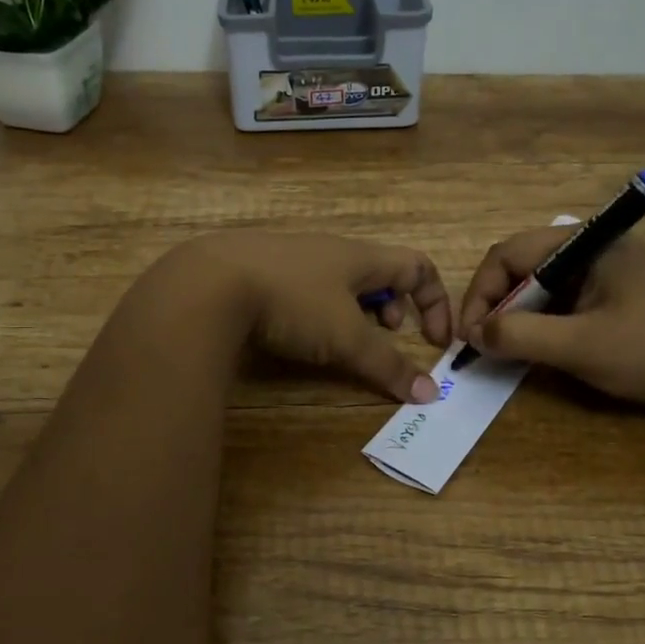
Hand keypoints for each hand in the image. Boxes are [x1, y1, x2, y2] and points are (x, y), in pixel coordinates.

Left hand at [181, 230, 452, 403]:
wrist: (209, 283)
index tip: (434, 341)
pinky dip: (316, 309)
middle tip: (386, 334)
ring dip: (354, 310)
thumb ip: (387, 365)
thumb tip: (428, 394)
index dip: (435, 301)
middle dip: (392, 305)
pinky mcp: (257, 270)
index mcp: (359, 256)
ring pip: (338, 279)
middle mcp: (329, 249)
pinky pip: (304, 286)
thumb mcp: (346, 338)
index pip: (417, 265)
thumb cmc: (293, 303)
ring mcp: (290, 256)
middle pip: (377, 270)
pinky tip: (295, 332)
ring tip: (343, 338)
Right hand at [458, 229, 644, 417]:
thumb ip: (521, 336)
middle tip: (480, 343)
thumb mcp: (581, 345)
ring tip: (498, 350)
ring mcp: (600, 275)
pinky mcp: (607, 300)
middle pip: (520, 267)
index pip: (510, 254)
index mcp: (587, 243)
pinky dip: (536, 326)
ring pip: (536, 288)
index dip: (481, 292)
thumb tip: (474, 335)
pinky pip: (556, 305)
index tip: (469, 334)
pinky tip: (527, 351)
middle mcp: (590, 250)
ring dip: (513, 317)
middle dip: (494, 304)